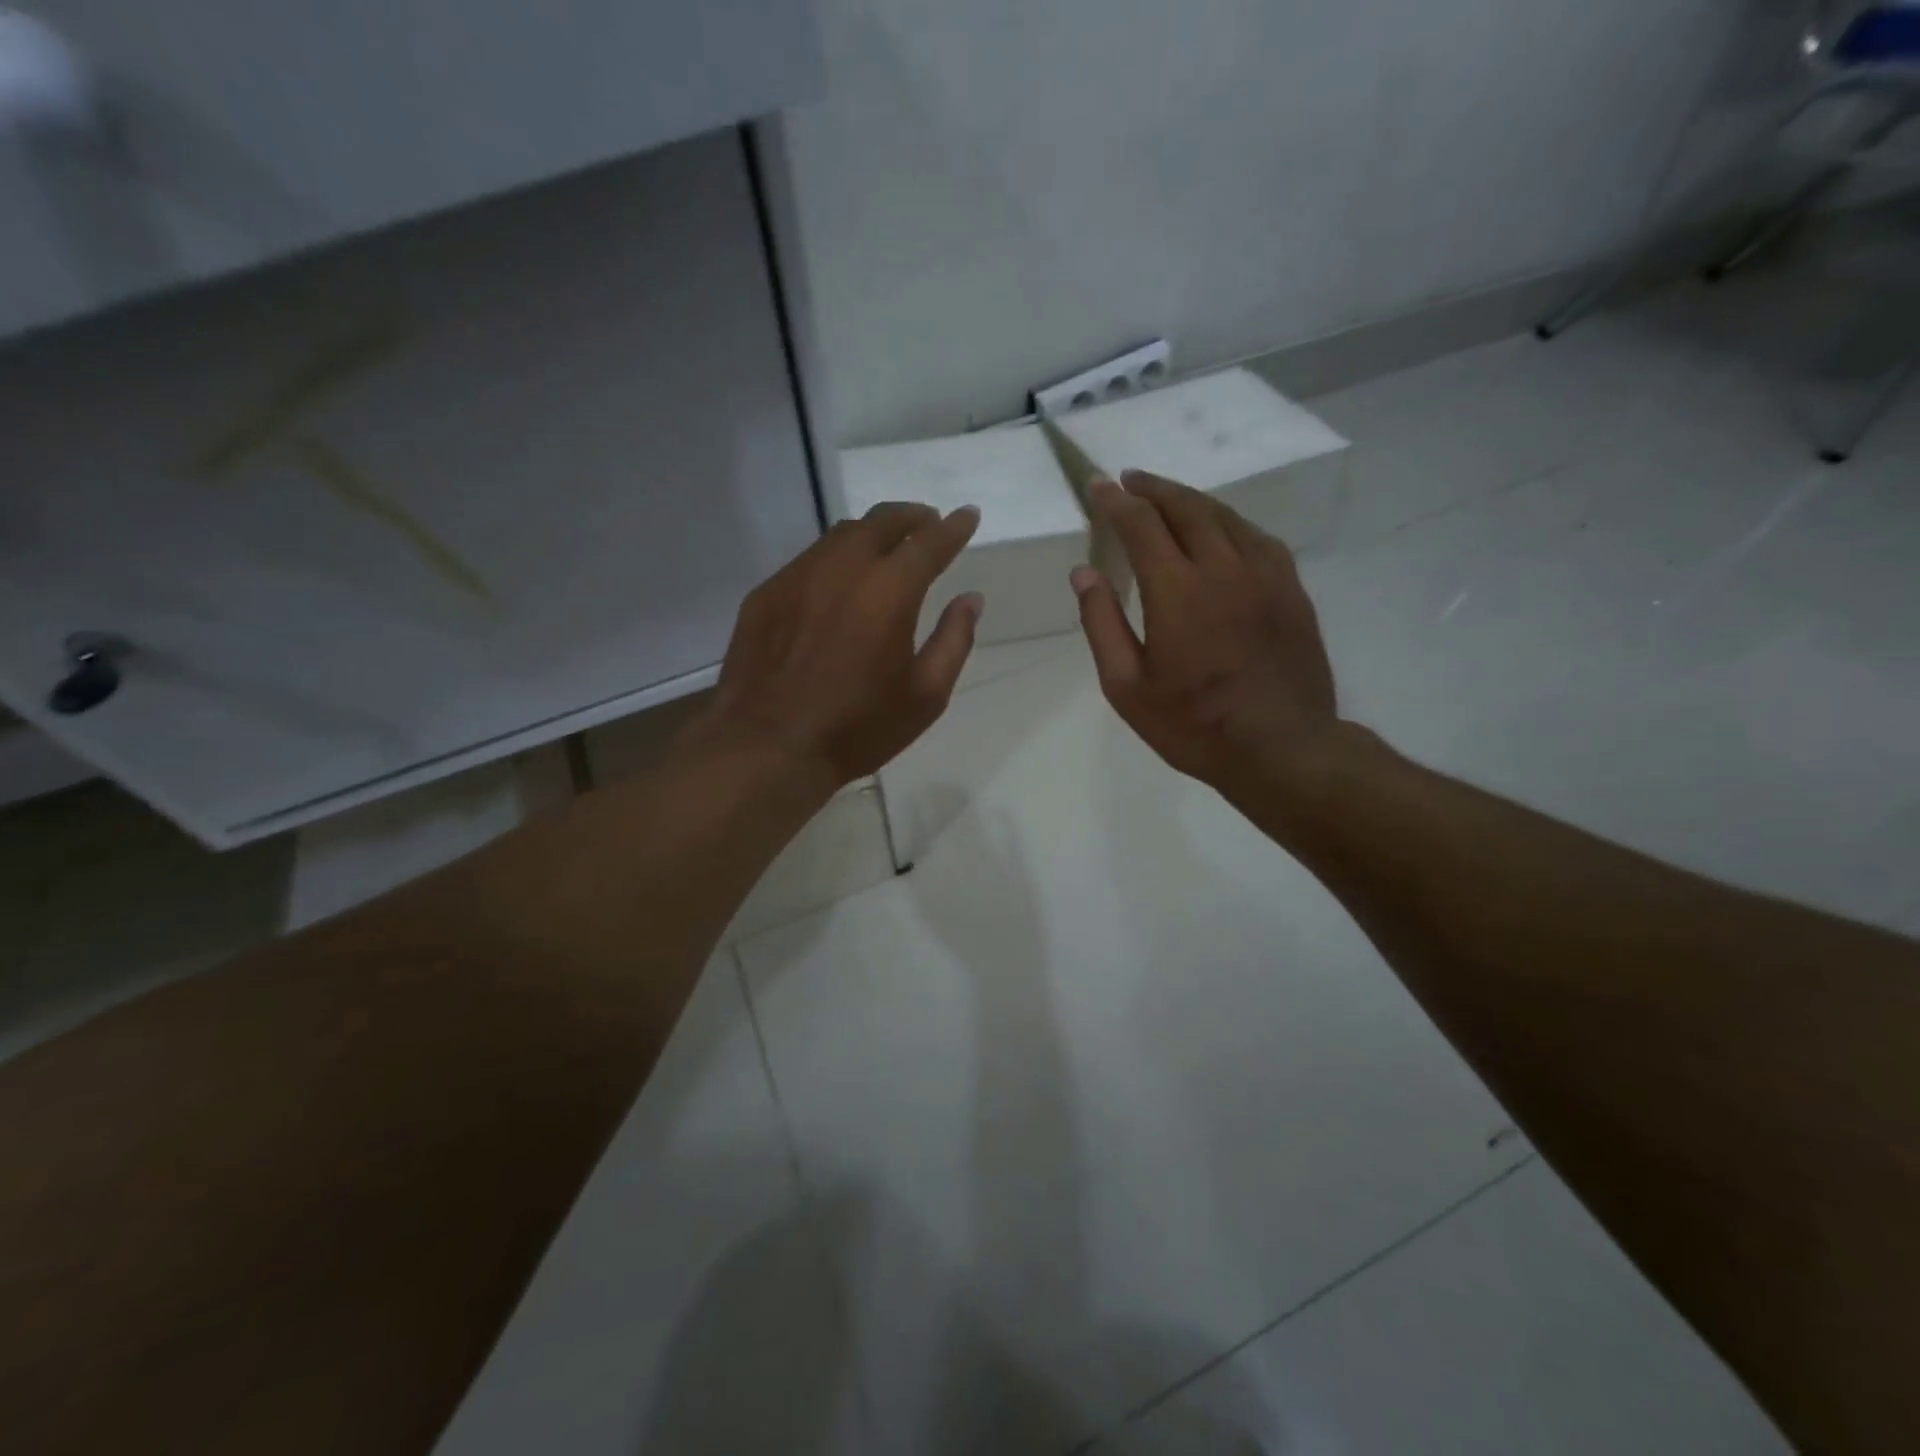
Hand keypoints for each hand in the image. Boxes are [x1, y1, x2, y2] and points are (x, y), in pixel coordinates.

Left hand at [697, 502, 982, 789]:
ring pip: (842, 535)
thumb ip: (954, 640)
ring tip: (887, 546)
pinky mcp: (767, 593)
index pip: (930, 542)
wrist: (767, 746)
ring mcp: (798, 576)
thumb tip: (970, 599)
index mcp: (890, 591)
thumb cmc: (857, 727)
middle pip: (882, 522)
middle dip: (912, 517)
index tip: (967, 516)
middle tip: (928, 523)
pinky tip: (838, 581)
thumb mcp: (925, 696)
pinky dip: (835, 558)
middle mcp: (843, 568)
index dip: (954, 527)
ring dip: (872, 532)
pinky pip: (809, 560)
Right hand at [1072, 471, 1336, 798]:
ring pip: (1225, 516)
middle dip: (1152, 489)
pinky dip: (1229, 522)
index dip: (1116, 501)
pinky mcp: (1292, 589)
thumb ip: (1102, 624)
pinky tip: (1220, 528)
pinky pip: (1257, 537)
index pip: (1141, 525)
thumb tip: (1084, 572)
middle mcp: (1223, 569)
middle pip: (1186, 508)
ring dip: (1190, 500)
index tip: (1098, 486)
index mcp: (1177, 592)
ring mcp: (1265, 575)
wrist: (1281, 747)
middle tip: (1129, 480)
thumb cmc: (1193, 724)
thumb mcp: (1126, 686)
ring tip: (1167, 498)